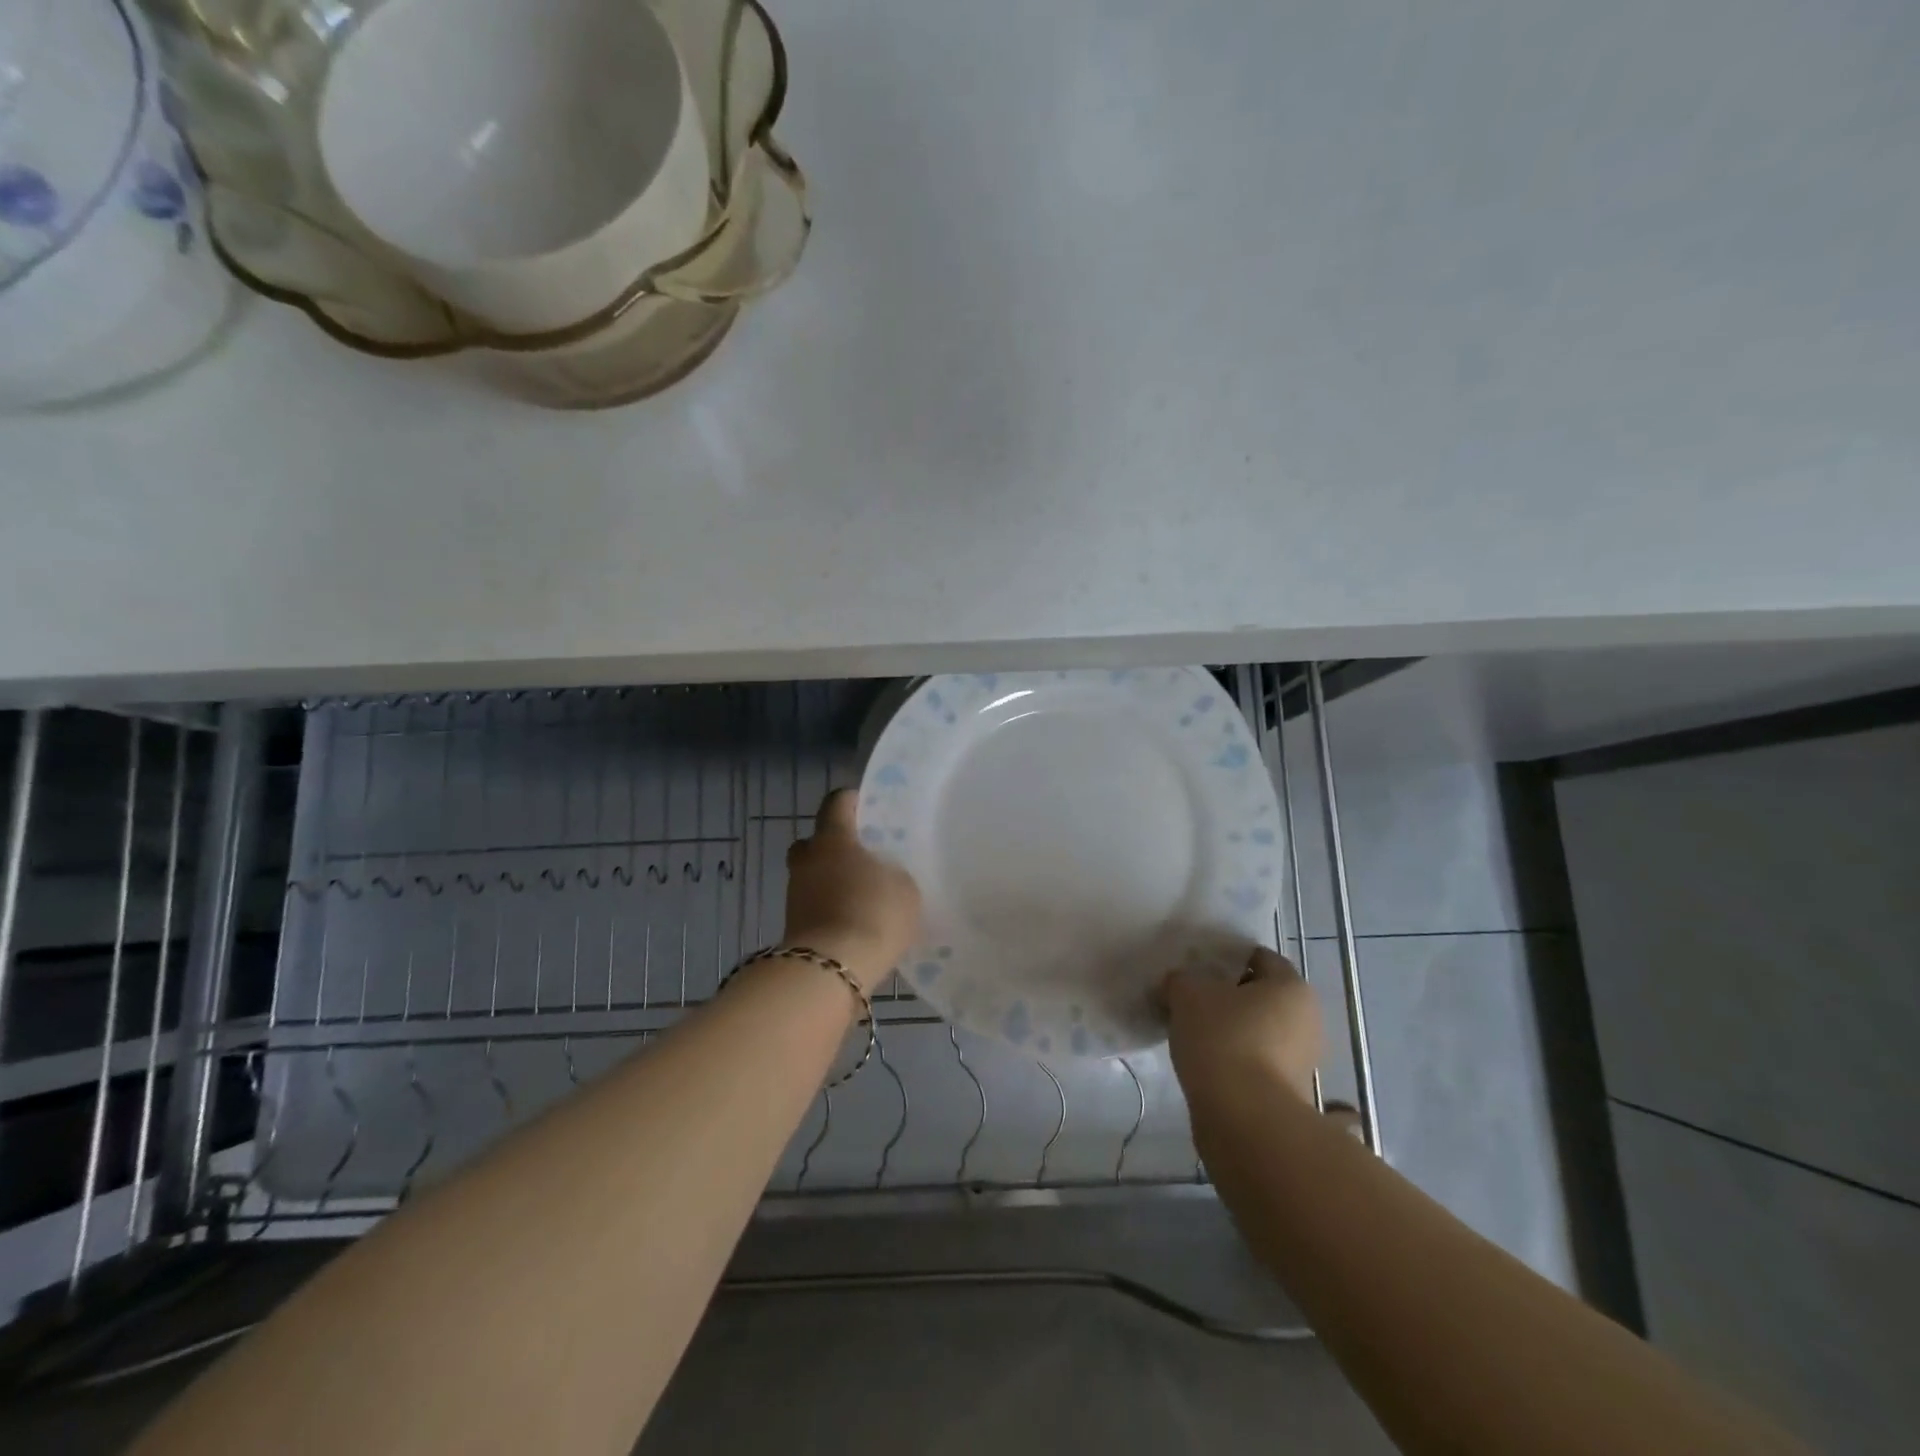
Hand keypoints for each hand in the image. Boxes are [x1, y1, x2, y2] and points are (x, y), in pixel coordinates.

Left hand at [782, 788, 921, 991]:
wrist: (832, 969)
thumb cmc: (873, 913)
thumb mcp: (904, 888)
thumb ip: (893, 873)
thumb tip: (884, 875)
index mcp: (833, 839)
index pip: (836, 803)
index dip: (852, 801)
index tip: (867, 807)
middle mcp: (808, 859)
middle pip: (814, 841)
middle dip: (833, 844)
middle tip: (861, 856)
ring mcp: (795, 894)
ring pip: (813, 875)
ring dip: (832, 881)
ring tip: (863, 895)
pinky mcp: (793, 925)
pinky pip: (814, 905)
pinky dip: (830, 908)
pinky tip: (854, 920)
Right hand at [1163, 947, 1321, 1109]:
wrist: (1244, 1119)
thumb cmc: (1223, 1038)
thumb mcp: (1187, 992)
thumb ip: (1182, 980)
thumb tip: (1180, 985)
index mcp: (1291, 987)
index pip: (1258, 958)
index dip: (1226, 958)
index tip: (1197, 969)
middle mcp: (1307, 1020)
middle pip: (1261, 997)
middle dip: (1228, 997)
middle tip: (1192, 1000)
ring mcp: (1303, 1062)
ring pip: (1259, 1032)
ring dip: (1232, 1031)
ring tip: (1193, 1034)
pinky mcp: (1291, 1095)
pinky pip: (1257, 1063)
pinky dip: (1235, 1061)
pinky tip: (1206, 1064)